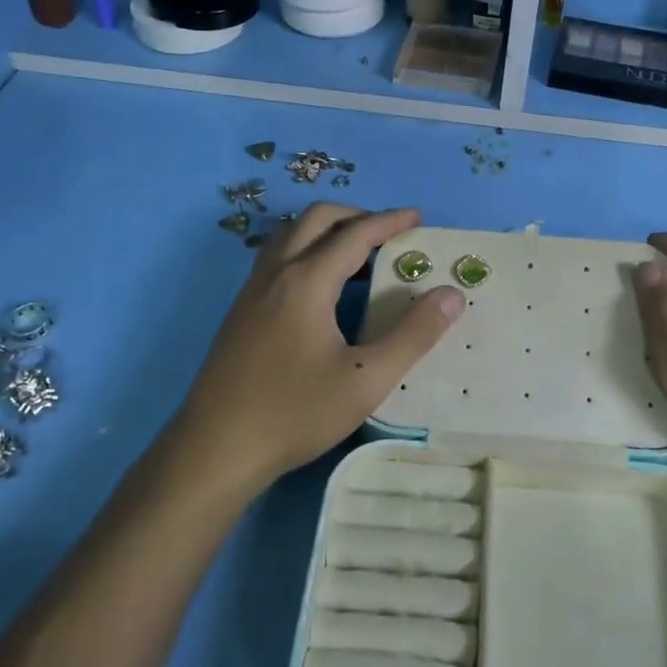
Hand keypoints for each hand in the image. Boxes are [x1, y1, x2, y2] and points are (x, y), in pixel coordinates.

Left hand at [172, 205, 464, 493]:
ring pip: (290, 235)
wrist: (215, 450)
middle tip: (388, 235)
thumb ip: (413, 334)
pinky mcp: (240, 311)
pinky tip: (321, 290)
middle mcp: (276, 273)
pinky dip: (306, 251)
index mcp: (307, 281)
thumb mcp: (367, 379)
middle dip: (356, 216)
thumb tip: (451, 294)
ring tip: (358, 258)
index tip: (418, 217)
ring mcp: (252, 291)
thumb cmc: (295, 413)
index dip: (390, 221)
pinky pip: (276, 258)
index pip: (355, 233)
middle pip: (316, 219)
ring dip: (326, 231)